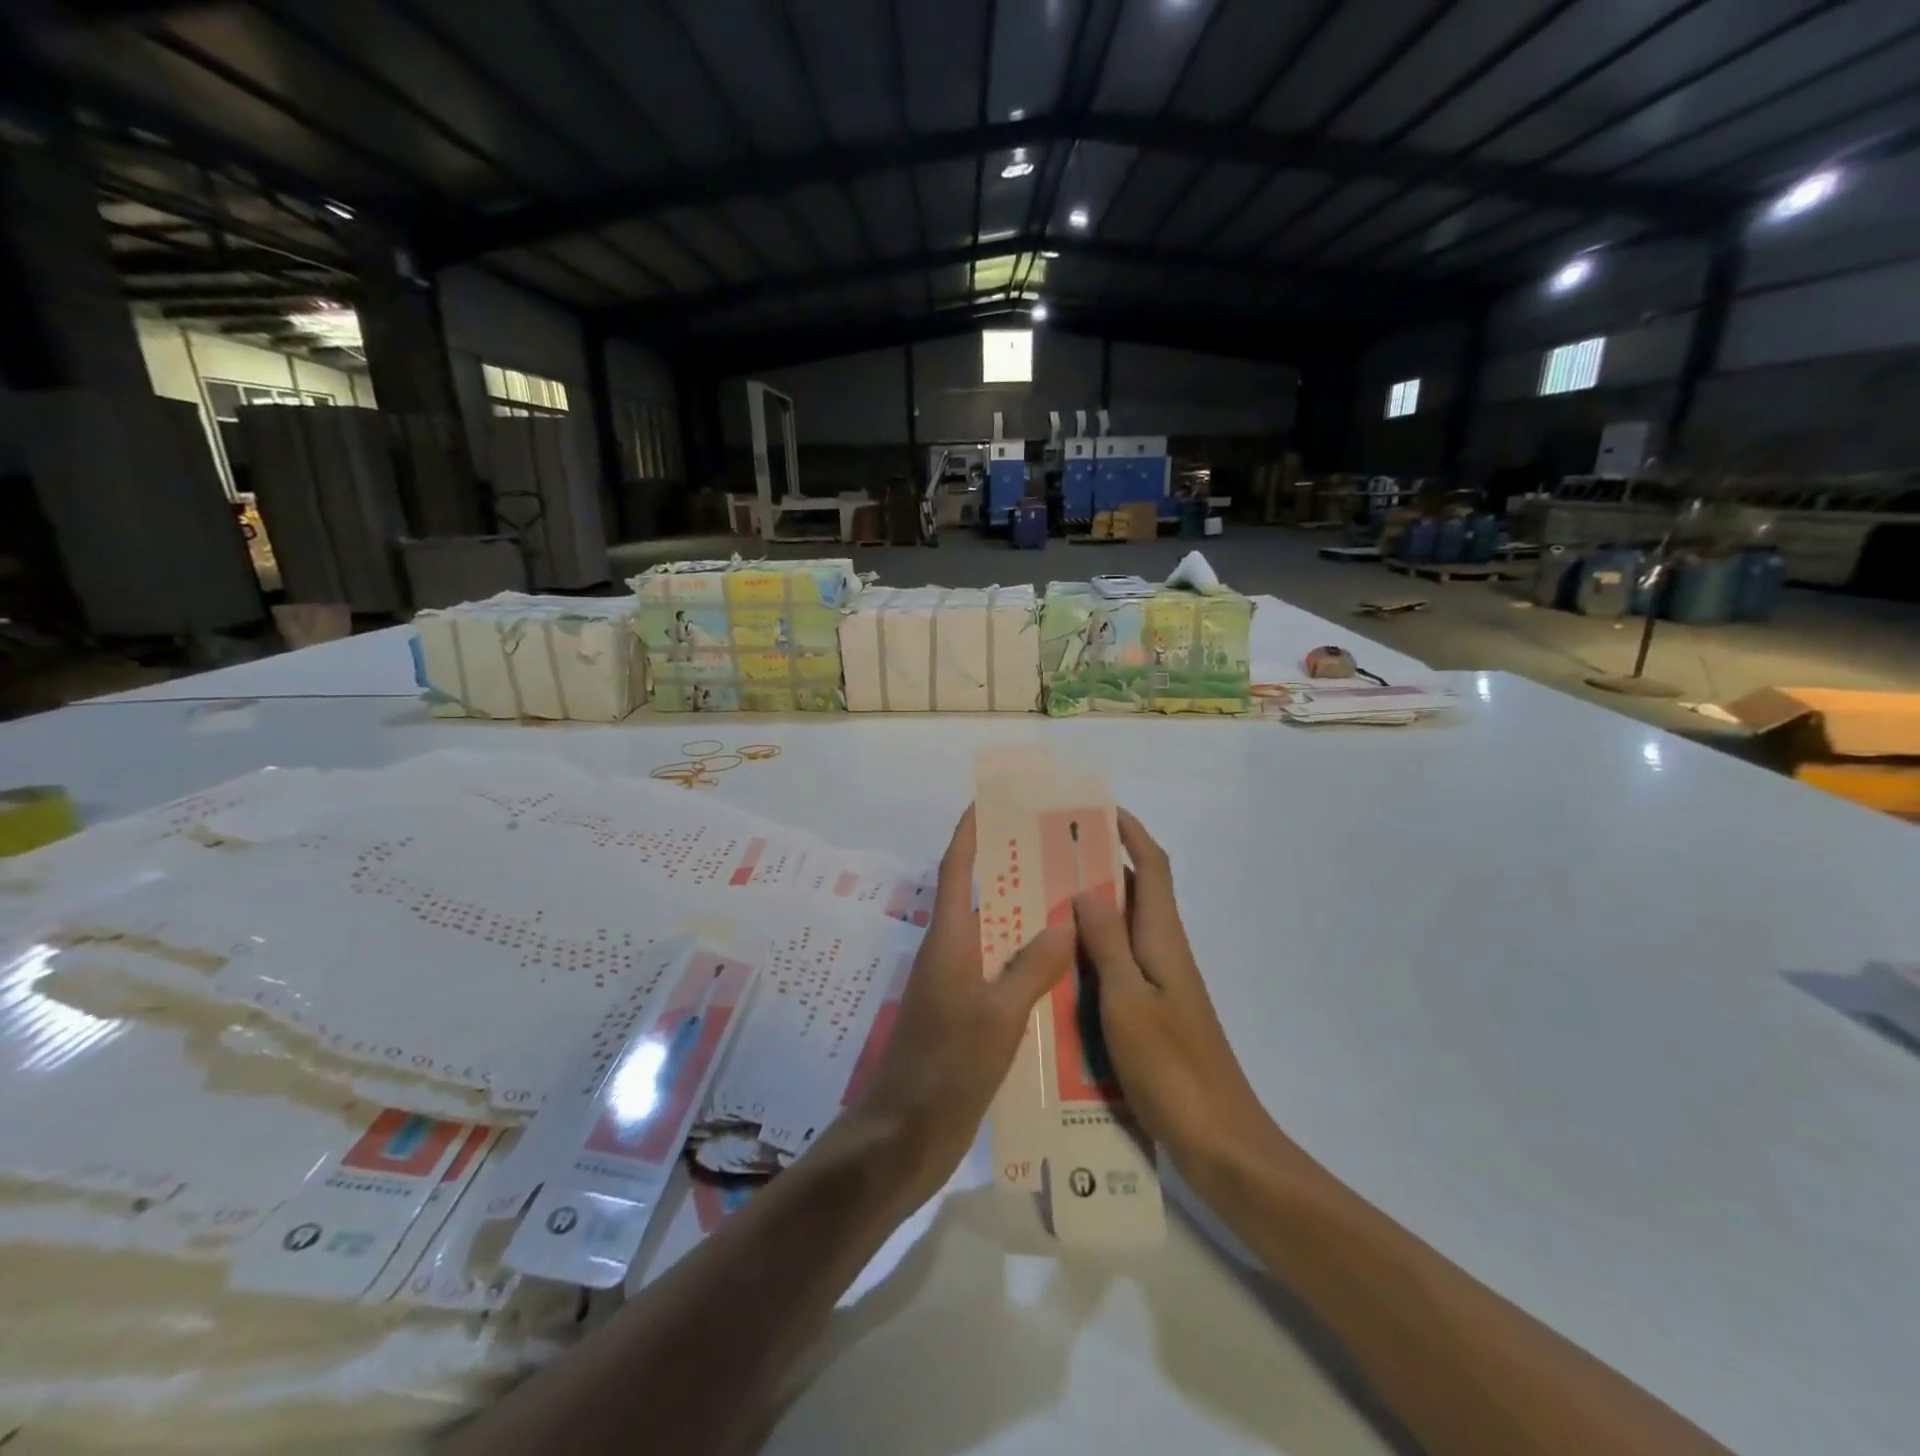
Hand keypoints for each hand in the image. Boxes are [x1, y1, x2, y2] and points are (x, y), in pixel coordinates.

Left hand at [849, 808, 1075, 1202]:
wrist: (904, 1137)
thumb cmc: (945, 1069)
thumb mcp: (997, 1017)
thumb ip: (1032, 968)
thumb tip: (1065, 921)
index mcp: (949, 941)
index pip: (957, 870)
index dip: (971, 832)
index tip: (991, 800)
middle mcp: (950, 955)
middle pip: (980, 898)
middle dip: (1012, 870)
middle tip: (1059, 851)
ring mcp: (955, 988)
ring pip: (994, 938)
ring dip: (1024, 919)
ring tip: (1072, 902)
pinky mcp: (964, 1019)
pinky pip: (1000, 975)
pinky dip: (1027, 964)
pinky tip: (1063, 972)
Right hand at [1073, 809, 1279, 1179]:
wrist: (1221, 1144)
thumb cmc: (1173, 1069)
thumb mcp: (1128, 1002)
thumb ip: (1107, 944)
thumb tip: (1086, 888)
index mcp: (1163, 940)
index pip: (1152, 868)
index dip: (1131, 833)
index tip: (1097, 810)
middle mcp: (1165, 954)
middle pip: (1136, 894)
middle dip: (1100, 867)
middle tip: (1048, 857)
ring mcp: (1161, 986)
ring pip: (1123, 931)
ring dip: (1091, 911)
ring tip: (1041, 903)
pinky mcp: (1154, 1014)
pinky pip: (1118, 966)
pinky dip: (1092, 953)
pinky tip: (1058, 968)